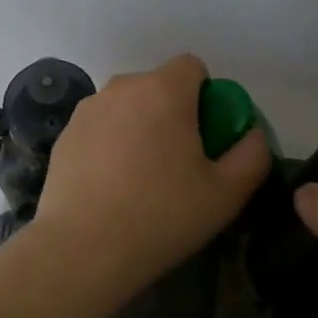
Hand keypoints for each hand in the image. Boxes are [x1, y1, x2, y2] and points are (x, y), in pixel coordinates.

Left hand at [30, 54, 270, 303]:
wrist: (82, 251)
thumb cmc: (161, 216)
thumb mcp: (226, 194)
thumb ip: (252, 155)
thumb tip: (251, 135)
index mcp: (164, 91)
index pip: (193, 67)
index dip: (205, 96)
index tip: (205, 136)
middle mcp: (123, 87)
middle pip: (159, 86)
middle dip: (173, 112)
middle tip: (178, 162)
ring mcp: (89, 109)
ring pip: (128, 105)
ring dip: (140, 125)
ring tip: (141, 176)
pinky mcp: (66, 134)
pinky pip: (101, 126)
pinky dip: (111, 143)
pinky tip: (111, 185)